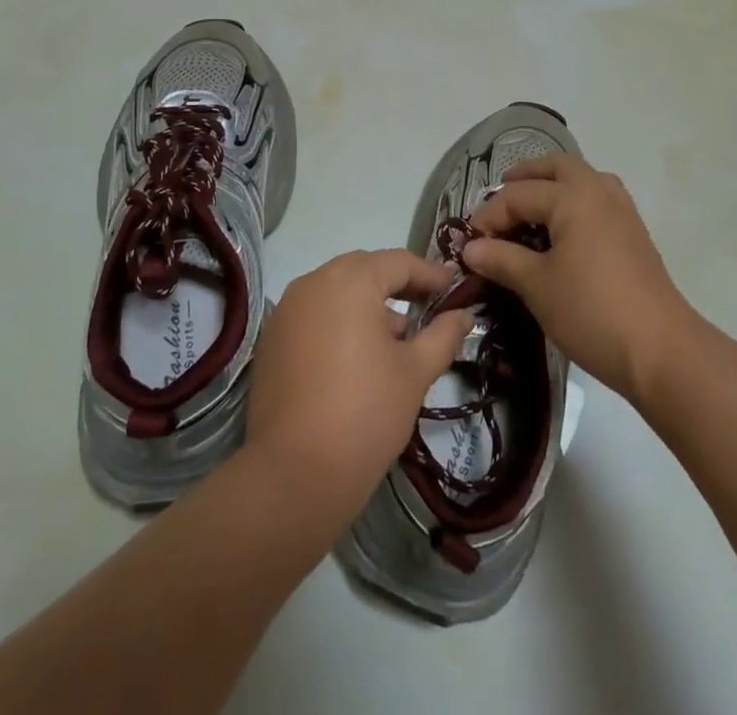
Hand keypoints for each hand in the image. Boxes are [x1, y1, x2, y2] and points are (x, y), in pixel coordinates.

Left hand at [246, 249, 474, 514]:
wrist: (294, 474)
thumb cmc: (365, 412)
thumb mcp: (415, 372)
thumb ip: (443, 335)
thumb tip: (464, 315)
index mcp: (350, 280)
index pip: (398, 262)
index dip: (430, 274)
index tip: (454, 288)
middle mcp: (313, 283)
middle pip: (364, 270)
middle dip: (397, 285)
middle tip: (428, 306)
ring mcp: (287, 310)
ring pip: (336, 291)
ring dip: (367, 304)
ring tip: (397, 337)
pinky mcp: (271, 340)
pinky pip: (314, 315)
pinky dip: (339, 322)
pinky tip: (358, 356)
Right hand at [463, 155, 687, 401]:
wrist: (661, 350)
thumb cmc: (591, 311)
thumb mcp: (537, 286)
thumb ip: (502, 259)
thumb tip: (471, 248)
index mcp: (572, 196)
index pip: (518, 195)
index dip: (489, 216)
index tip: (470, 243)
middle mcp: (598, 191)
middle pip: (557, 167)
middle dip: (526, 176)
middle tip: (502, 192)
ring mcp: (622, 210)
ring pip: (582, 179)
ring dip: (554, 184)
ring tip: (532, 206)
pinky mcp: (634, 233)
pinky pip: (597, 200)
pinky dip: (575, 202)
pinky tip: (564, 231)